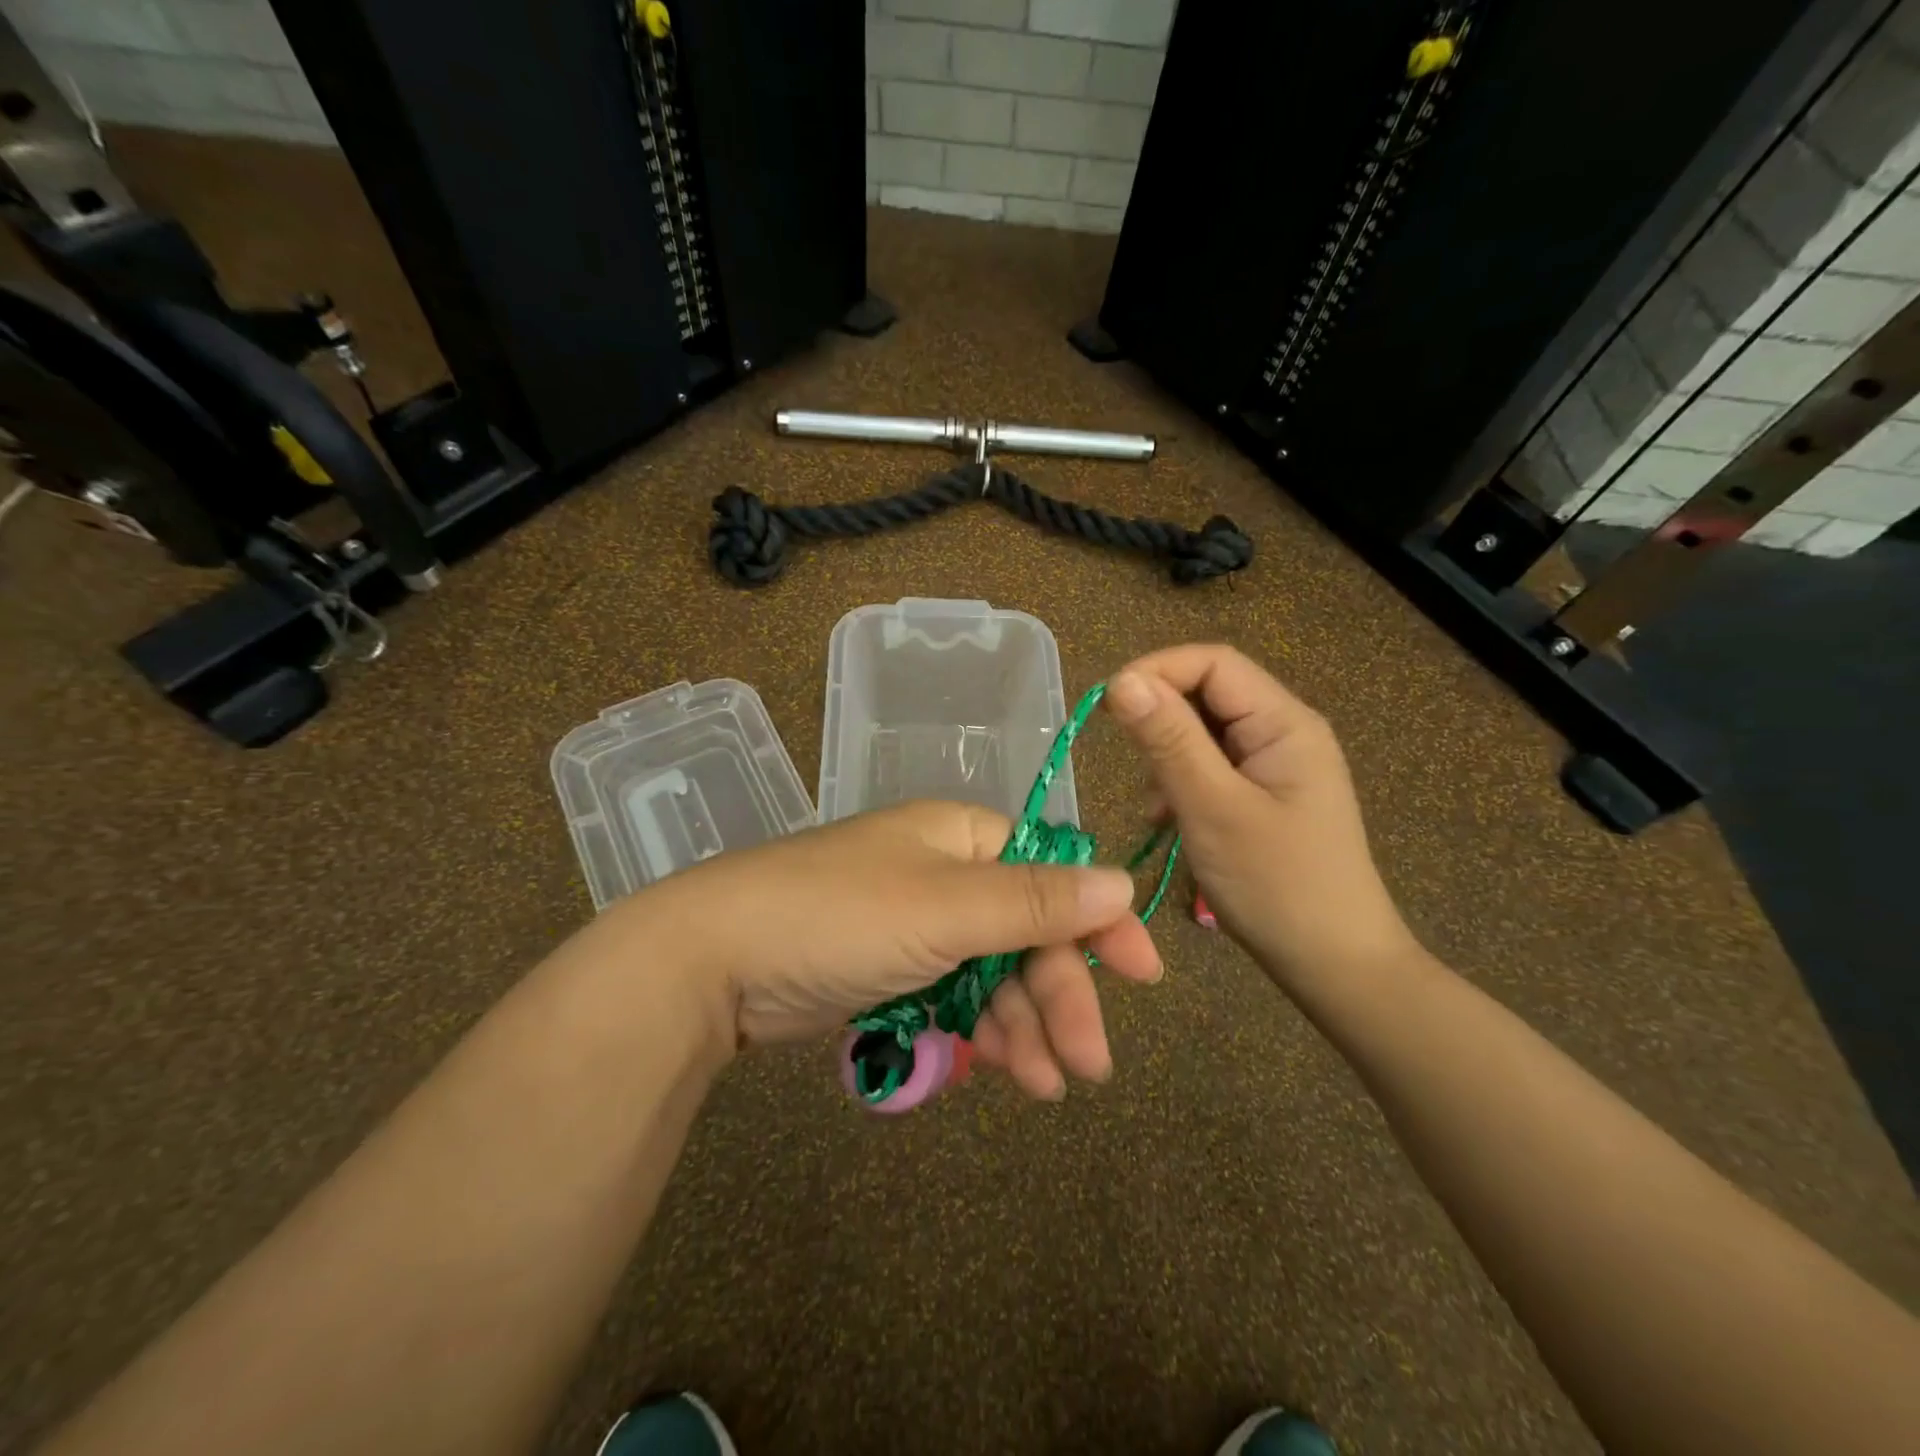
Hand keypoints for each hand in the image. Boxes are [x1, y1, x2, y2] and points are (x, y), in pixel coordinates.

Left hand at [623, 801, 1164, 1097]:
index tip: (1144, 974)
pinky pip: (955, 996)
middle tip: (1090, 1062)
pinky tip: (1002, 1072)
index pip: (1051, 871)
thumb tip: (1122, 882)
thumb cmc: (838, 916)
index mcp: (961, 837)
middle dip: (1059, 994)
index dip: (1098, 920)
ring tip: (1045, 1086)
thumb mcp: (945, 907)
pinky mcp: (890, 969)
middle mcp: (944, 873)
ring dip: (1024, 1026)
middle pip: (1026, 931)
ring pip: (993, 973)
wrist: (713, 961)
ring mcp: (915, 924)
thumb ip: (1034, 901)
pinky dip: (981, 1032)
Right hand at [1103, 645, 1417, 994]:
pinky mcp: (1263, 796)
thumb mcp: (1213, 808)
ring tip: (1155, 805)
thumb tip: (1121, 681)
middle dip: (1161, 719)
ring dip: (1168, 756)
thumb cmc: (1278, 885)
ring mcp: (1274, 766)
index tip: (1108, 706)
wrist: (1335, 966)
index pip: (1213, 663)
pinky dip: (1181, 784)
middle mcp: (1283, 732)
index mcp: (1284, 723)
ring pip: (1205, 732)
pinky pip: (1212, 767)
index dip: (1156, 671)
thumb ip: (1168, 741)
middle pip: (1209, 694)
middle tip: (1128, 762)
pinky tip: (1168, 821)